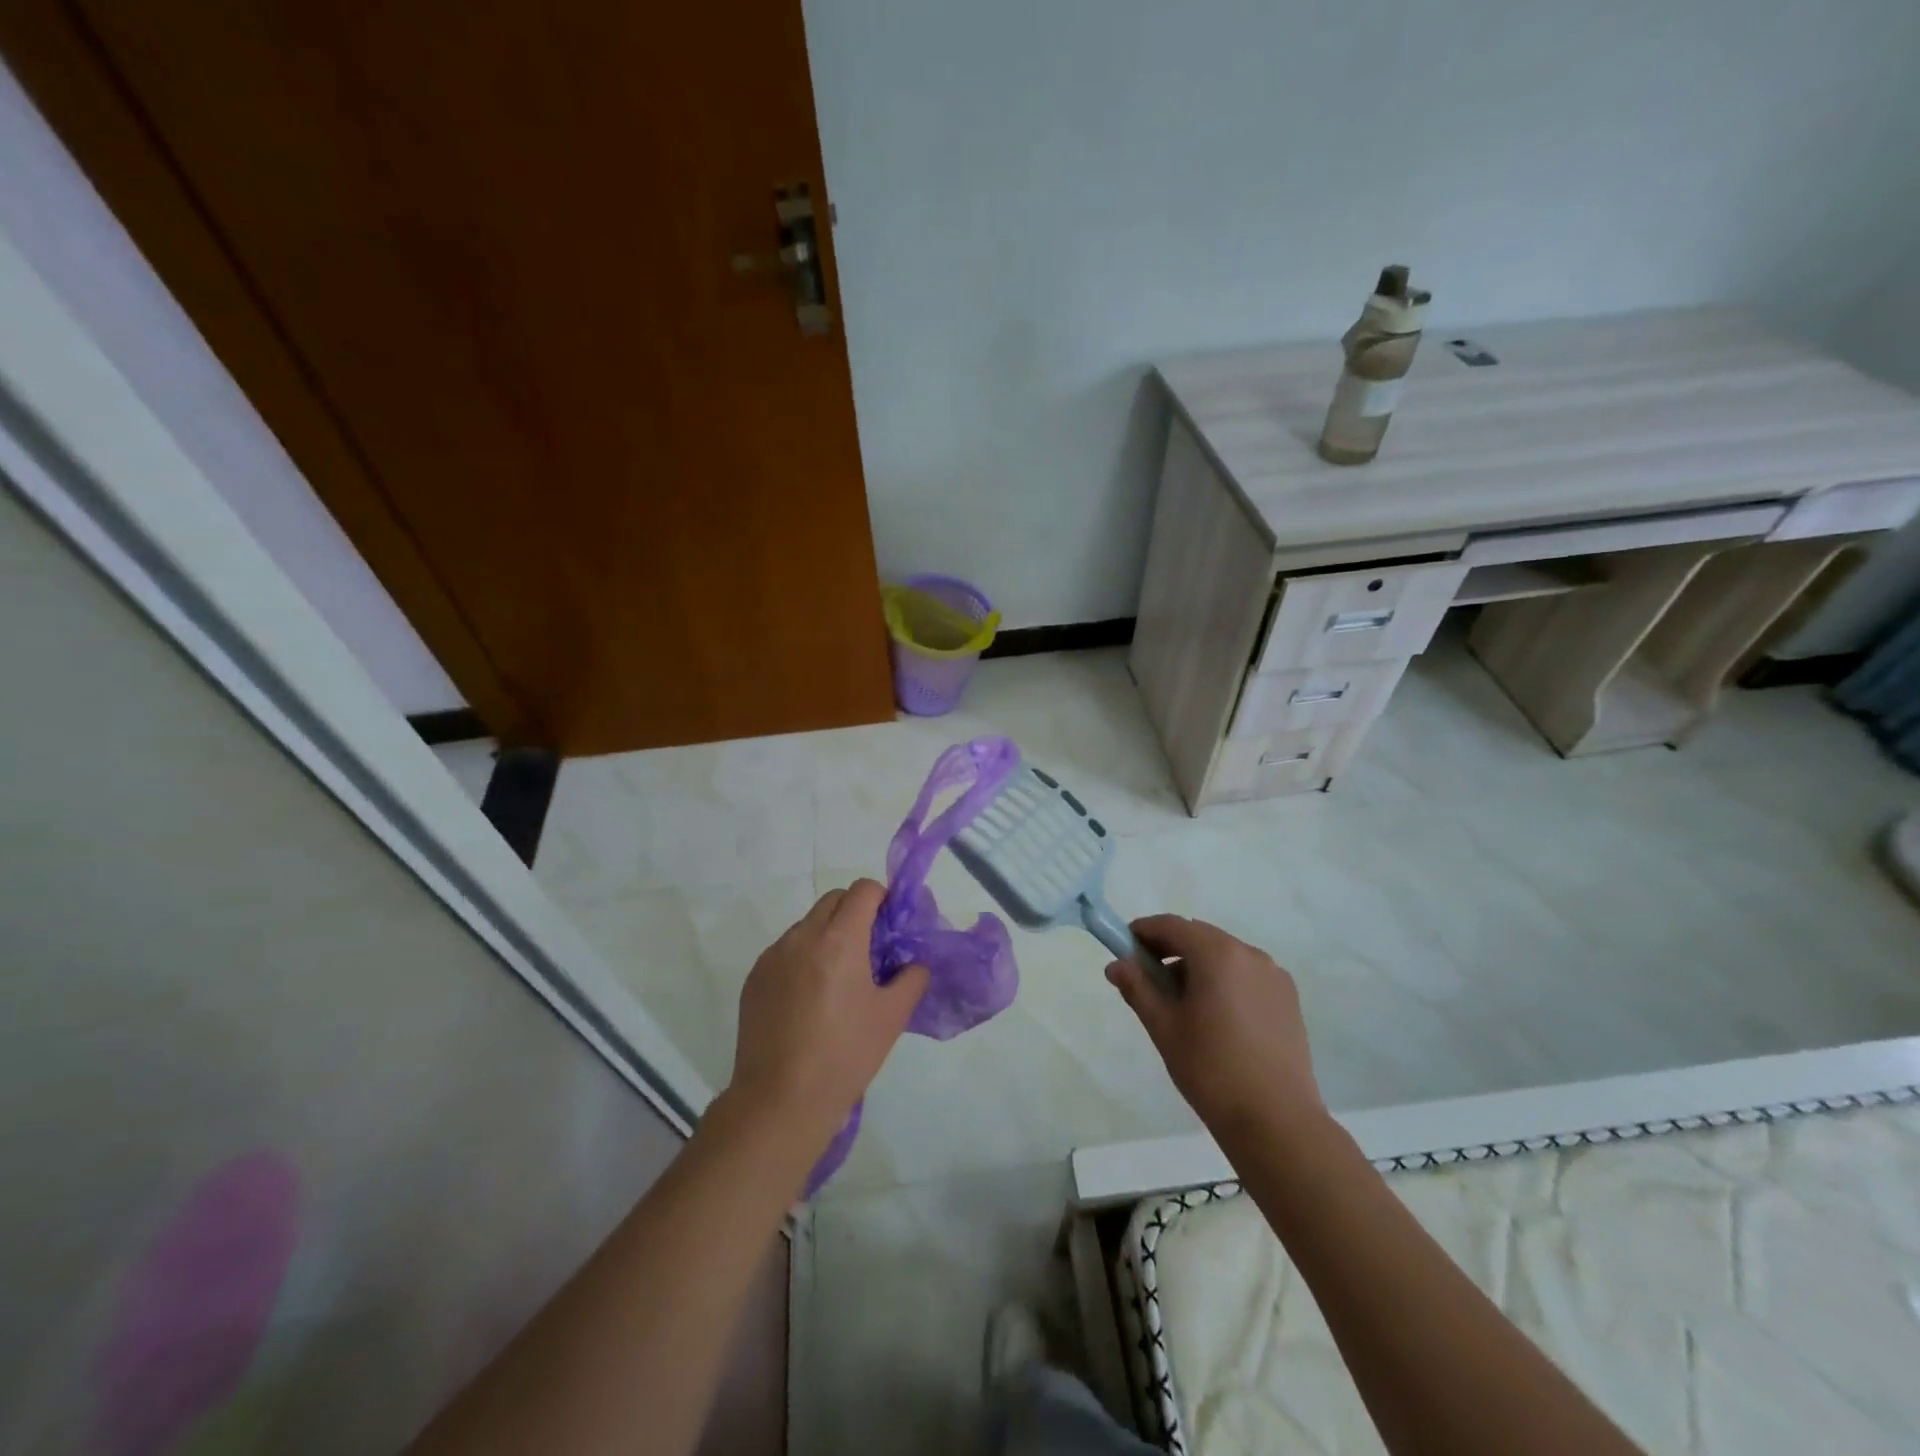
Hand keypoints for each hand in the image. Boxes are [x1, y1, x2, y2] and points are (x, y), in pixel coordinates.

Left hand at [728, 879, 927, 1147]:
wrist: (780, 1101)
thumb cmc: (844, 1056)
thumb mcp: (892, 1017)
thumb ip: (911, 977)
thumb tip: (913, 962)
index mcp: (839, 939)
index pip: (863, 890)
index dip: (882, 900)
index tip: (890, 928)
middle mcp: (802, 936)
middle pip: (834, 900)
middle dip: (855, 913)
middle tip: (869, 951)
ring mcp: (773, 956)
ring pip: (808, 924)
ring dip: (828, 935)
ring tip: (838, 980)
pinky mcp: (754, 977)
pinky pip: (786, 950)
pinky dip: (803, 957)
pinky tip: (809, 999)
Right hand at [1106, 915, 1323, 1140]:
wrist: (1276, 1122)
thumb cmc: (1210, 1069)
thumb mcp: (1164, 1026)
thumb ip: (1138, 987)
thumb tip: (1116, 965)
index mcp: (1218, 953)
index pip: (1171, 926)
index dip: (1143, 932)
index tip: (1124, 950)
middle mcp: (1249, 953)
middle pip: (1199, 937)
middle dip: (1169, 950)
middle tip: (1147, 980)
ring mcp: (1274, 976)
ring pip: (1224, 956)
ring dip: (1197, 966)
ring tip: (1181, 1006)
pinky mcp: (1288, 999)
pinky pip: (1246, 975)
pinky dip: (1223, 981)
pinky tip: (1215, 1018)